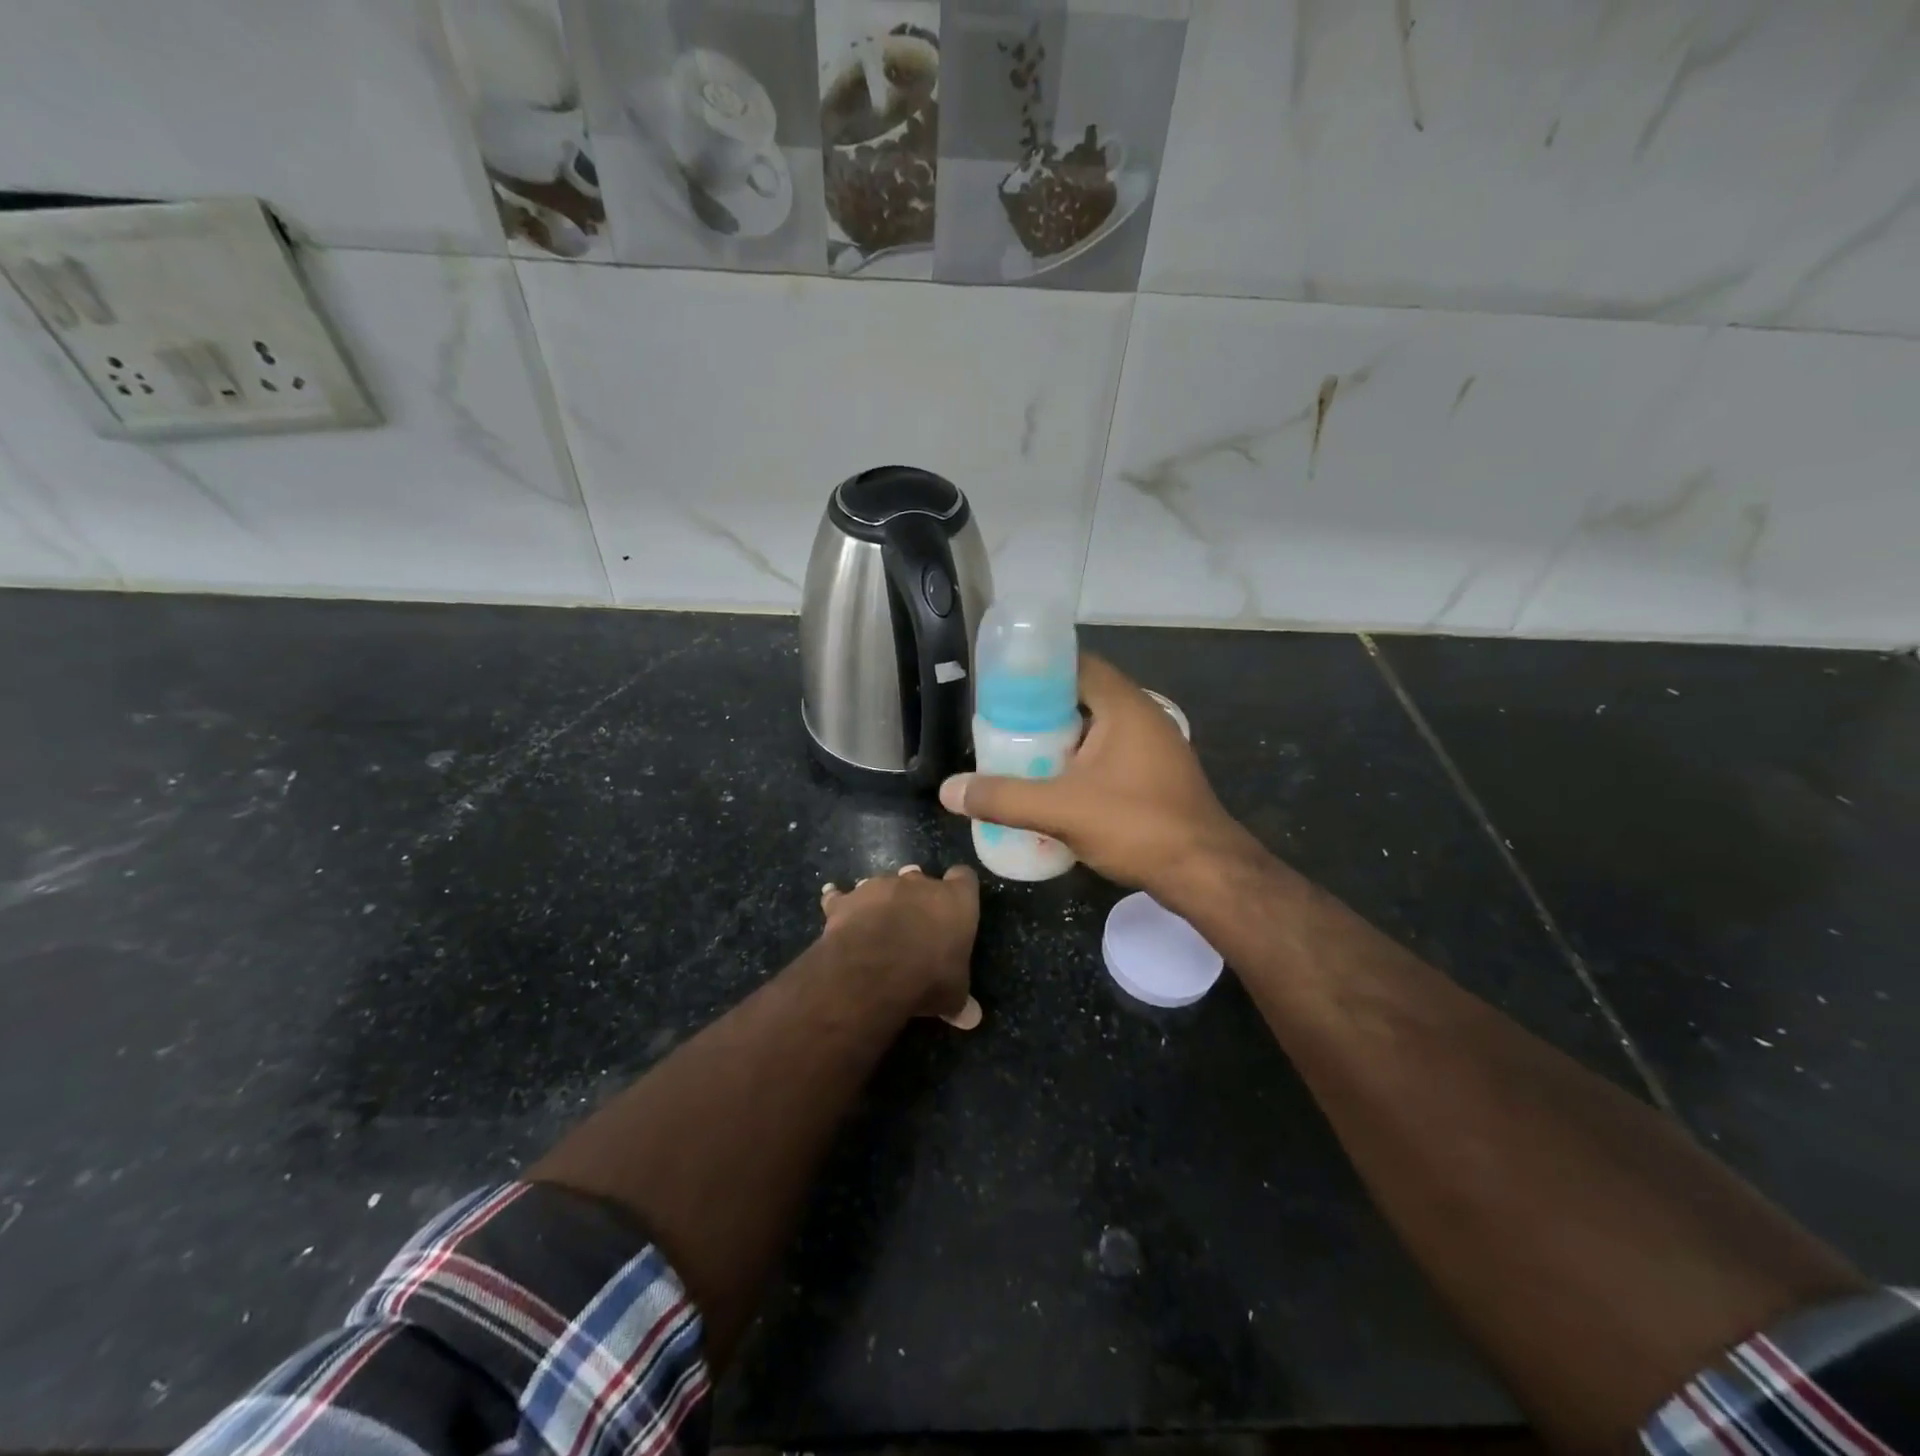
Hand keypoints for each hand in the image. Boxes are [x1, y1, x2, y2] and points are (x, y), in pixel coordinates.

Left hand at [819, 864, 983, 1029]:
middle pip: (920, 877)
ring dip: (881, 899)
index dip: (961, 888)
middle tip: (914, 921)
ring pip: (883, 884)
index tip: (956, 904)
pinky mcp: (848, 899)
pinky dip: (838, 900)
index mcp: (955, 901)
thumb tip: (972, 1018)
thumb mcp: (952, 996)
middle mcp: (919, 884)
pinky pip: (842, 895)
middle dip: (916, 895)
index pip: (965, 878)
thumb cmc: (927, 977)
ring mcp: (880, 886)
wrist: (873, 971)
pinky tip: (832, 900)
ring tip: (877, 921)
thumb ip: (960, 1000)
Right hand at [939, 654, 1255, 895]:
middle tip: (1001, 724)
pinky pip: (1110, 755)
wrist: (1206, 874)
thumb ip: (1003, 798)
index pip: (1076, 664)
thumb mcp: (1061, 810)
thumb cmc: (1137, 826)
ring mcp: (1155, 747)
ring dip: (1061, 739)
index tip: (1001, 685)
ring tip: (1019, 753)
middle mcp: (1143, 716)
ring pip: (1096, 730)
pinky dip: (1081, 762)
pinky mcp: (1157, 776)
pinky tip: (1055, 786)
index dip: (1037, 669)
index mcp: (1124, 706)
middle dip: (1041, 709)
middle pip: (1083, 696)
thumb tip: (948, 791)